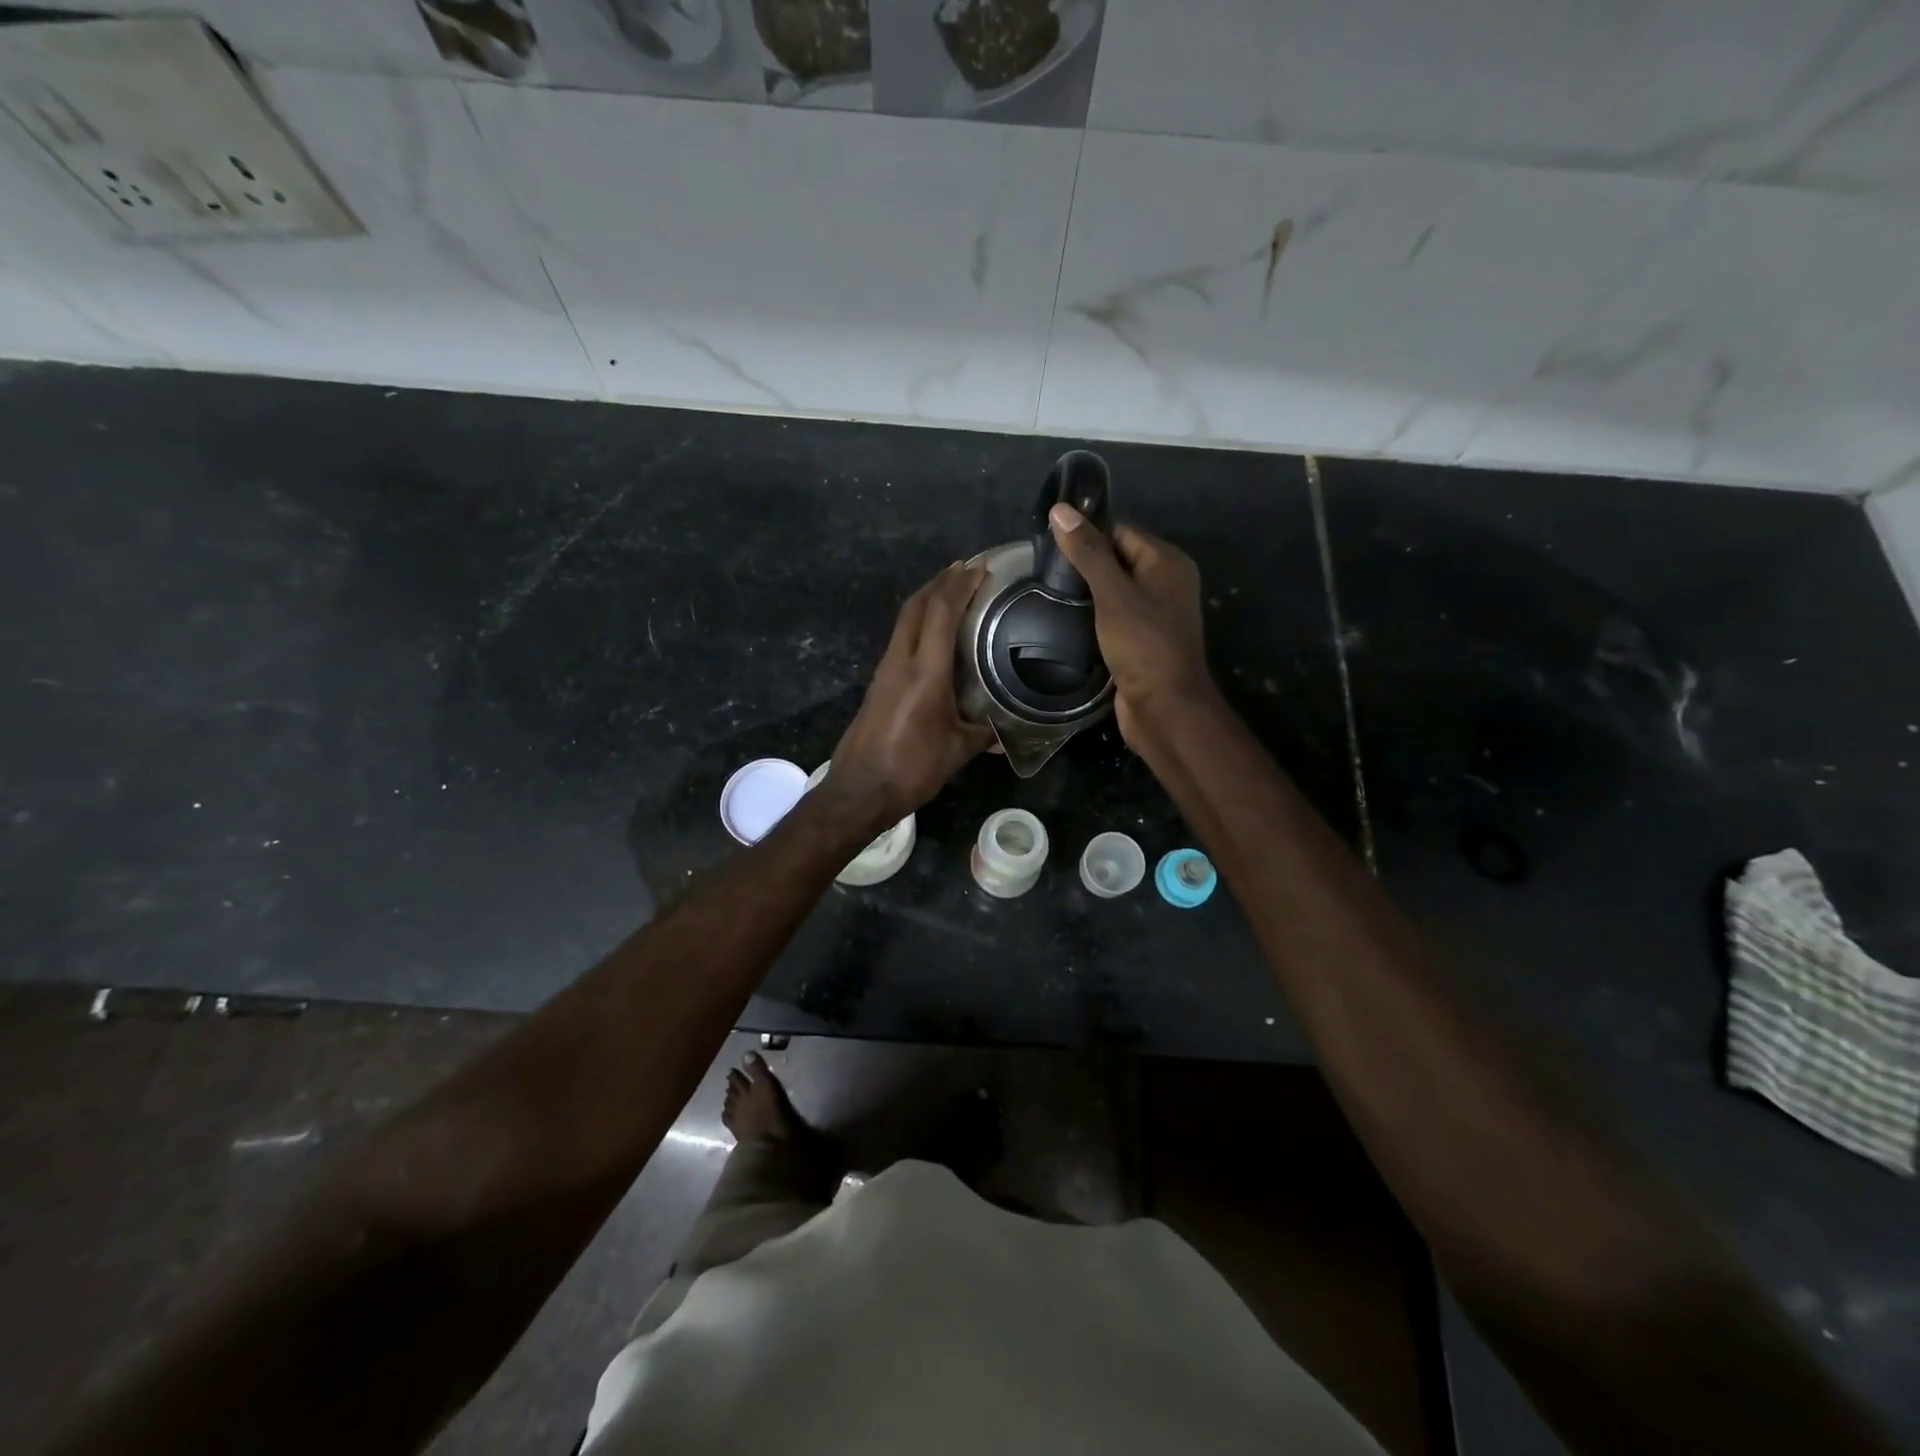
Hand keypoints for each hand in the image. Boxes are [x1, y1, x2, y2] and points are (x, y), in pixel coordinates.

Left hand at [826, 563, 994, 823]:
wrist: (859, 791)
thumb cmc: (911, 769)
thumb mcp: (957, 751)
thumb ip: (983, 735)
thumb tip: (1004, 733)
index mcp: (925, 671)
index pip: (941, 612)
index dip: (961, 584)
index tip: (981, 568)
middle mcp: (900, 661)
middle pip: (916, 605)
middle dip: (940, 581)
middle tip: (966, 569)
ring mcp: (884, 671)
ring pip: (904, 621)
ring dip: (926, 600)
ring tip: (952, 593)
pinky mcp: (877, 684)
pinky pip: (900, 639)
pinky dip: (918, 624)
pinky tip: (934, 635)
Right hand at [1047, 504, 1211, 745]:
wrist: (1164, 708)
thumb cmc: (1143, 645)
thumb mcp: (1112, 594)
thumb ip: (1088, 553)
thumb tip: (1061, 510)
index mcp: (1167, 562)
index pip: (1121, 532)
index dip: (1088, 537)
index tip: (1051, 548)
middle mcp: (1166, 583)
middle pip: (1118, 559)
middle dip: (1084, 566)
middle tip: (1045, 575)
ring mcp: (1155, 613)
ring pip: (1114, 591)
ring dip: (1087, 594)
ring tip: (1051, 596)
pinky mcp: (1142, 640)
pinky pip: (1115, 616)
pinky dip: (1094, 617)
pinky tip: (1068, 622)